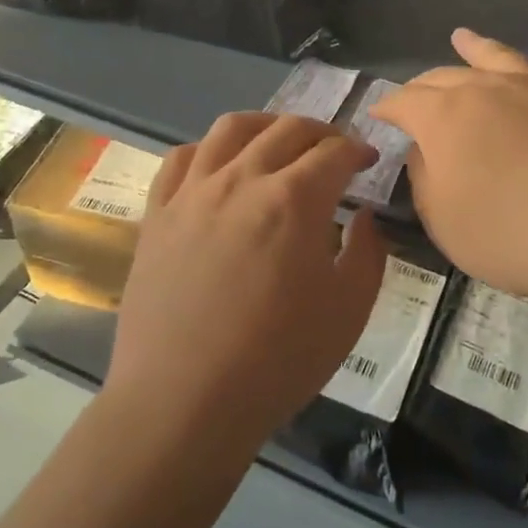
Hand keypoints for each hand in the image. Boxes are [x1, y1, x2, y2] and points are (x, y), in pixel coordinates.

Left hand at [105, 113, 388, 454]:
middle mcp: (242, 179)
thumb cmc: (277, 361)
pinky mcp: (158, 213)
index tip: (369, 162)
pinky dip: (208, 150)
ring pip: (231, 129)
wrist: (183, 402)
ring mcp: (193, 192)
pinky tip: (219, 166)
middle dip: (321, 132)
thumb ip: (367, 253)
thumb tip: (363, 216)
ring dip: (266, 125)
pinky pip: (181, 158)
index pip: (334, 152)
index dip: (358, 151)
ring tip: (279, 140)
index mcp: (294, 200)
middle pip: (287, 130)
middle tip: (334, 151)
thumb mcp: (348, 313)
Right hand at [371, 14, 527, 327]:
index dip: (388, 107)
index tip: (377, 113)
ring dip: (479, 47)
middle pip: (446, 78)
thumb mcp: (444, 222)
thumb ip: (427, 182)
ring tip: (462, 35)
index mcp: (444, 117)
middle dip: (424, 85)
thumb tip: (426, 152)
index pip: (405, 103)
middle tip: (414, 94)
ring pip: (502, 57)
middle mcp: (489, 89)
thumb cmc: (512, 234)